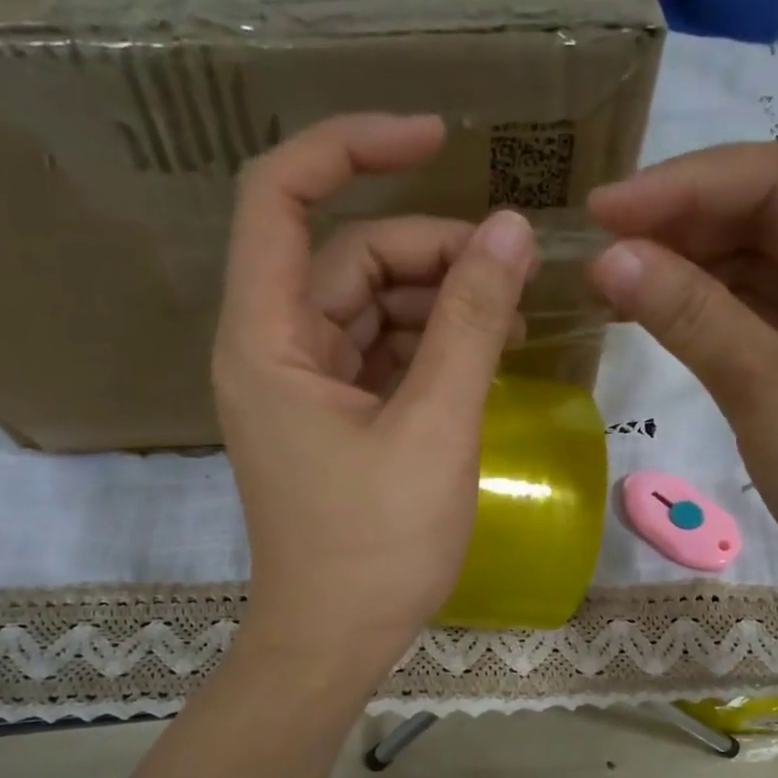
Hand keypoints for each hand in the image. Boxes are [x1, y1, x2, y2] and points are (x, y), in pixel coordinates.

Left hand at [215, 114, 536, 676]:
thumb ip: (469, 323)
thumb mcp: (434, 429)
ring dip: (436, 300)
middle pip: (345, 255)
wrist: (335, 640)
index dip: (352, 146)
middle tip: (510, 275)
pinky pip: (379, 352)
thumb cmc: (375, 546)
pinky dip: (427, 344)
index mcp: (267, 340)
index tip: (436, 137)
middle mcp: (273, 349)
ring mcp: (302, 385)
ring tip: (507, 322)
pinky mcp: (331, 417)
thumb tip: (511, 230)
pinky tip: (480, 356)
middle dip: (429, 252)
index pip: (282, 195)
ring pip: (368, 304)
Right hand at [588, 140, 777, 619]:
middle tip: (598, 248)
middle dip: (684, 224)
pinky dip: (718, 303)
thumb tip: (608, 258)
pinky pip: (777, 299)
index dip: (683, 187)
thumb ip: (691, 317)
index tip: (600, 210)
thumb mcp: (770, 397)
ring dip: (694, 263)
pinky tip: (661, 306)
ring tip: (614, 278)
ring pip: (772, 254)